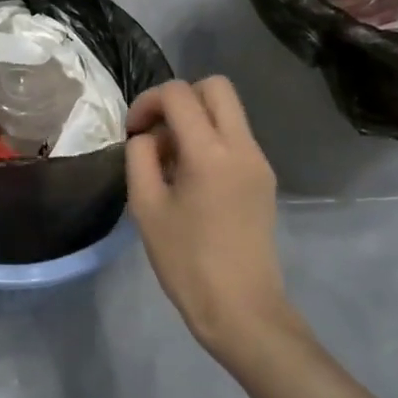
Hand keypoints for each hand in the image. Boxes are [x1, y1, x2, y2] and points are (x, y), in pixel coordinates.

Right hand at [125, 78, 302, 364]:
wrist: (242, 311)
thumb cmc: (187, 262)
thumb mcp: (146, 207)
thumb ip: (140, 157)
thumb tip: (147, 137)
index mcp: (211, 153)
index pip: (179, 94)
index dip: (148, 101)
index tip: (133, 131)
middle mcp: (242, 147)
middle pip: (215, 87)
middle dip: (179, 98)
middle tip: (157, 131)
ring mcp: (259, 162)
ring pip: (228, 111)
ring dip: (196, 119)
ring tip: (170, 159)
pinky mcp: (264, 179)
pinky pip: (235, 137)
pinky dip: (210, 138)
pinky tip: (190, 177)